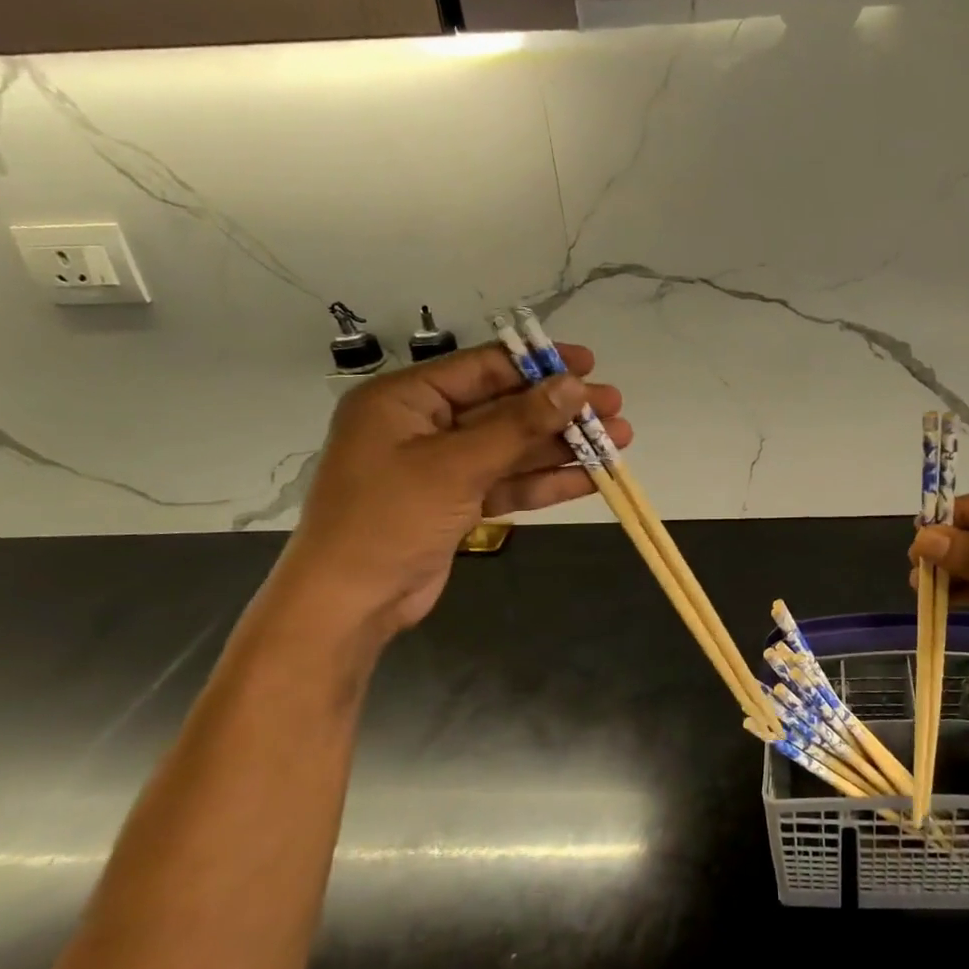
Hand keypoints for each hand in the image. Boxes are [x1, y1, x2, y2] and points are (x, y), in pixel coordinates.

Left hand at [273, 342, 628, 634]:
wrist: (350, 604)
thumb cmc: (390, 519)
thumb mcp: (457, 465)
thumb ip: (518, 424)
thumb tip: (572, 386)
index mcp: (406, 400)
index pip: (483, 368)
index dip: (539, 364)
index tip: (589, 364)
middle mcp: (423, 426)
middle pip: (505, 408)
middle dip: (561, 411)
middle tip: (614, 407)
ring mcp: (442, 467)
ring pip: (513, 448)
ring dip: (563, 447)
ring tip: (619, 441)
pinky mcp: (457, 502)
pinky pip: (508, 482)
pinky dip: (546, 481)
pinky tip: (591, 479)